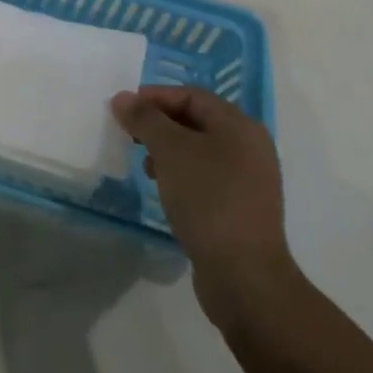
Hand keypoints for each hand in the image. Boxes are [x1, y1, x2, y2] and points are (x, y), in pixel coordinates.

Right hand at [111, 86, 298, 328]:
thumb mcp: (170, 151)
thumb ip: (145, 119)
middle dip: (159, 125)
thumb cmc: (208, 199)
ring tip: (146, 166)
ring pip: (199, 151)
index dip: (155, 97)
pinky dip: (181, 175)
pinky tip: (164, 190)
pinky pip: (206, 178)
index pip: (191, 95)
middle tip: (130, 136)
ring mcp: (249, 181)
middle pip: (196, 121)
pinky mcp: (241, 209)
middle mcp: (249, 147)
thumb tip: (122, 98)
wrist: (244, 277)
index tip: (124, 110)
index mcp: (239, 126)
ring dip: (168, 151)